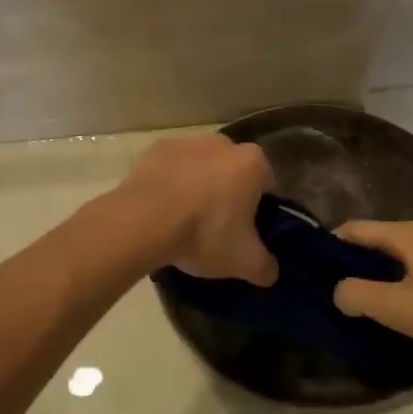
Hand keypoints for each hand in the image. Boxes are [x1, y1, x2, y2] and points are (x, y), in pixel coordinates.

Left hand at [119, 136, 277, 285]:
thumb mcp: (245, 262)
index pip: (267, 185)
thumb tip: (270, 271)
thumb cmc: (204, 234)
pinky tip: (162, 209)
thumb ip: (266, 267)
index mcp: (253, 163)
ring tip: (184, 221)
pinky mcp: (155, 149)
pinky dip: (170, 183)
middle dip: (228, 194)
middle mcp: (223, 143)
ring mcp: (186, 142)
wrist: (142, 222)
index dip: (260, 209)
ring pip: (201, 167)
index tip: (247, 231)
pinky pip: (171, 168)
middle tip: (217, 228)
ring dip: (198, 186)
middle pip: (233, 172)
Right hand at [331, 221, 412, 373]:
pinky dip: (398, 281)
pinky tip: (395, 307)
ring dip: (375, 274)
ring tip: (359, 301)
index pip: (355, 229)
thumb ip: (357, 295)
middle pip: (376, 240)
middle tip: (332, 290)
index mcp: (409, 234)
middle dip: (352, 262)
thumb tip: (338, 291)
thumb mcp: (396, 308)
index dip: (330, 245)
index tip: (311, 269)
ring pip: (396, 256)